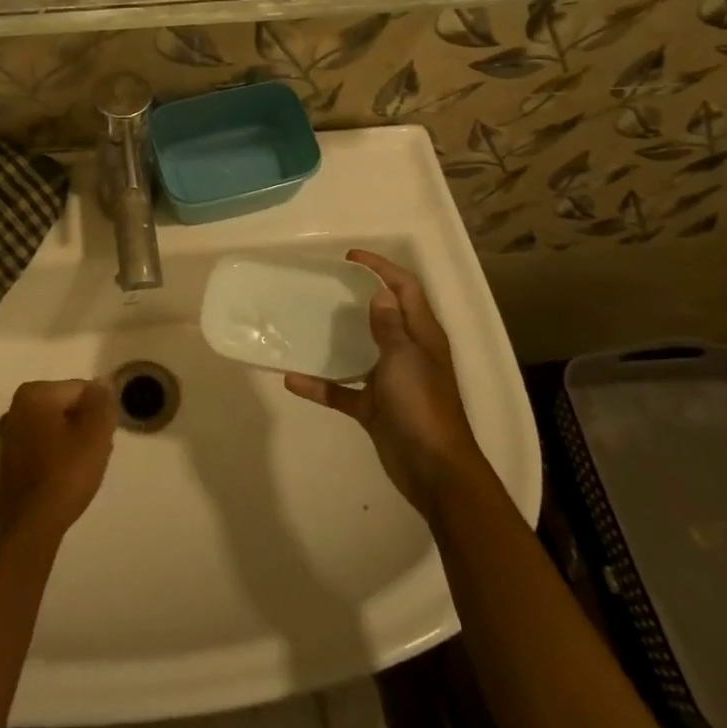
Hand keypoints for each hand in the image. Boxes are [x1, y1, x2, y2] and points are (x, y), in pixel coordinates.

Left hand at [0, 380, 115, 548]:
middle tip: (95, 453)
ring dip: (73, 442)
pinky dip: (57, 456)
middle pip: (67, 407)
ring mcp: (9, 435)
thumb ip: (102, 403)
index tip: (104, 437)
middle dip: (85, 426)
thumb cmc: (64, 475)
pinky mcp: (9, 460)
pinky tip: (65, 478)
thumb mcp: (95, 434)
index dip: (98, 412)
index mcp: (34, 393)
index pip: (81, 389)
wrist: (28, 528)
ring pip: (56, 427)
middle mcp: (15, 407)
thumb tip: (102, 383)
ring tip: (82, 469)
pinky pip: (43, 446)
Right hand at [284, 250, 483, 519]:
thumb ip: (390, 325)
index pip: (406, 288)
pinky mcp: (375, 408)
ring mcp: (391, 382)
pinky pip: (343, 390)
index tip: (350, 258)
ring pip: (361, 351)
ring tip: (307, 323)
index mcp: (422, 335)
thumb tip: (380, 293)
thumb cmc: (421, 405)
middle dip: (359, 297)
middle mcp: (408, 353)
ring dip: (337, 340)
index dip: (382, 268)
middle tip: (326, 286)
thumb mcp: (404, 357)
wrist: (433, 469)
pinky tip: (293, 380)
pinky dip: (321, 386)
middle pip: (384, 316)